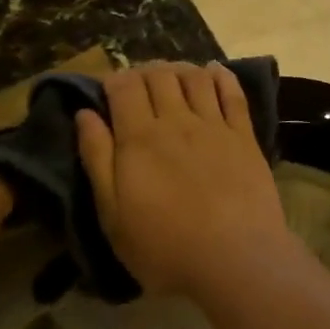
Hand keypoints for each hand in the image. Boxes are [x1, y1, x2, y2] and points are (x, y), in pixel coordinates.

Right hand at [76, 63, 295, 299]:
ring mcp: (215, 125)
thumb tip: (84, 114)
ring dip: (179, 69)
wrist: (236, 259)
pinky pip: (233, 93)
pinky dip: (220, 75)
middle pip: (159, 76)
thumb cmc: (165, 247)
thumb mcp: (113, 215)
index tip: (108, 90)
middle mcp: (177, 121)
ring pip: (194, 77)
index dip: (114, 80)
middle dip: (144, 72)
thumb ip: (98, 159)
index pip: (124, 87)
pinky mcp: (245, 136)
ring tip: (171, 76)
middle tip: (138, 85)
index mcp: (139, 138)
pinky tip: (213, 72)